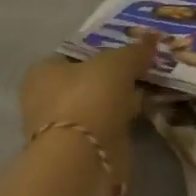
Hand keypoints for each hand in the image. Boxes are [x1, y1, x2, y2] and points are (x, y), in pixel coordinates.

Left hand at [19, 35, 154, 183]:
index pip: (73, 53)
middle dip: (113, 76)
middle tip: (142, 66)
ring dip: (120, 99)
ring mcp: (62, 128)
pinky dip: (122, 119)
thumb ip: (135, 50)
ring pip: (98, 104)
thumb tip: (152, 37)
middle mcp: (45, 100)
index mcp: (43, 73)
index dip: (100, 48)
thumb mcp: (118, 63)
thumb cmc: (89, 97)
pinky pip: (106, 125)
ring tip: (149, 87)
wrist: (83, 158)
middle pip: (86, 80)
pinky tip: (143, 111)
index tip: (126, 48)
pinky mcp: (80, 151)